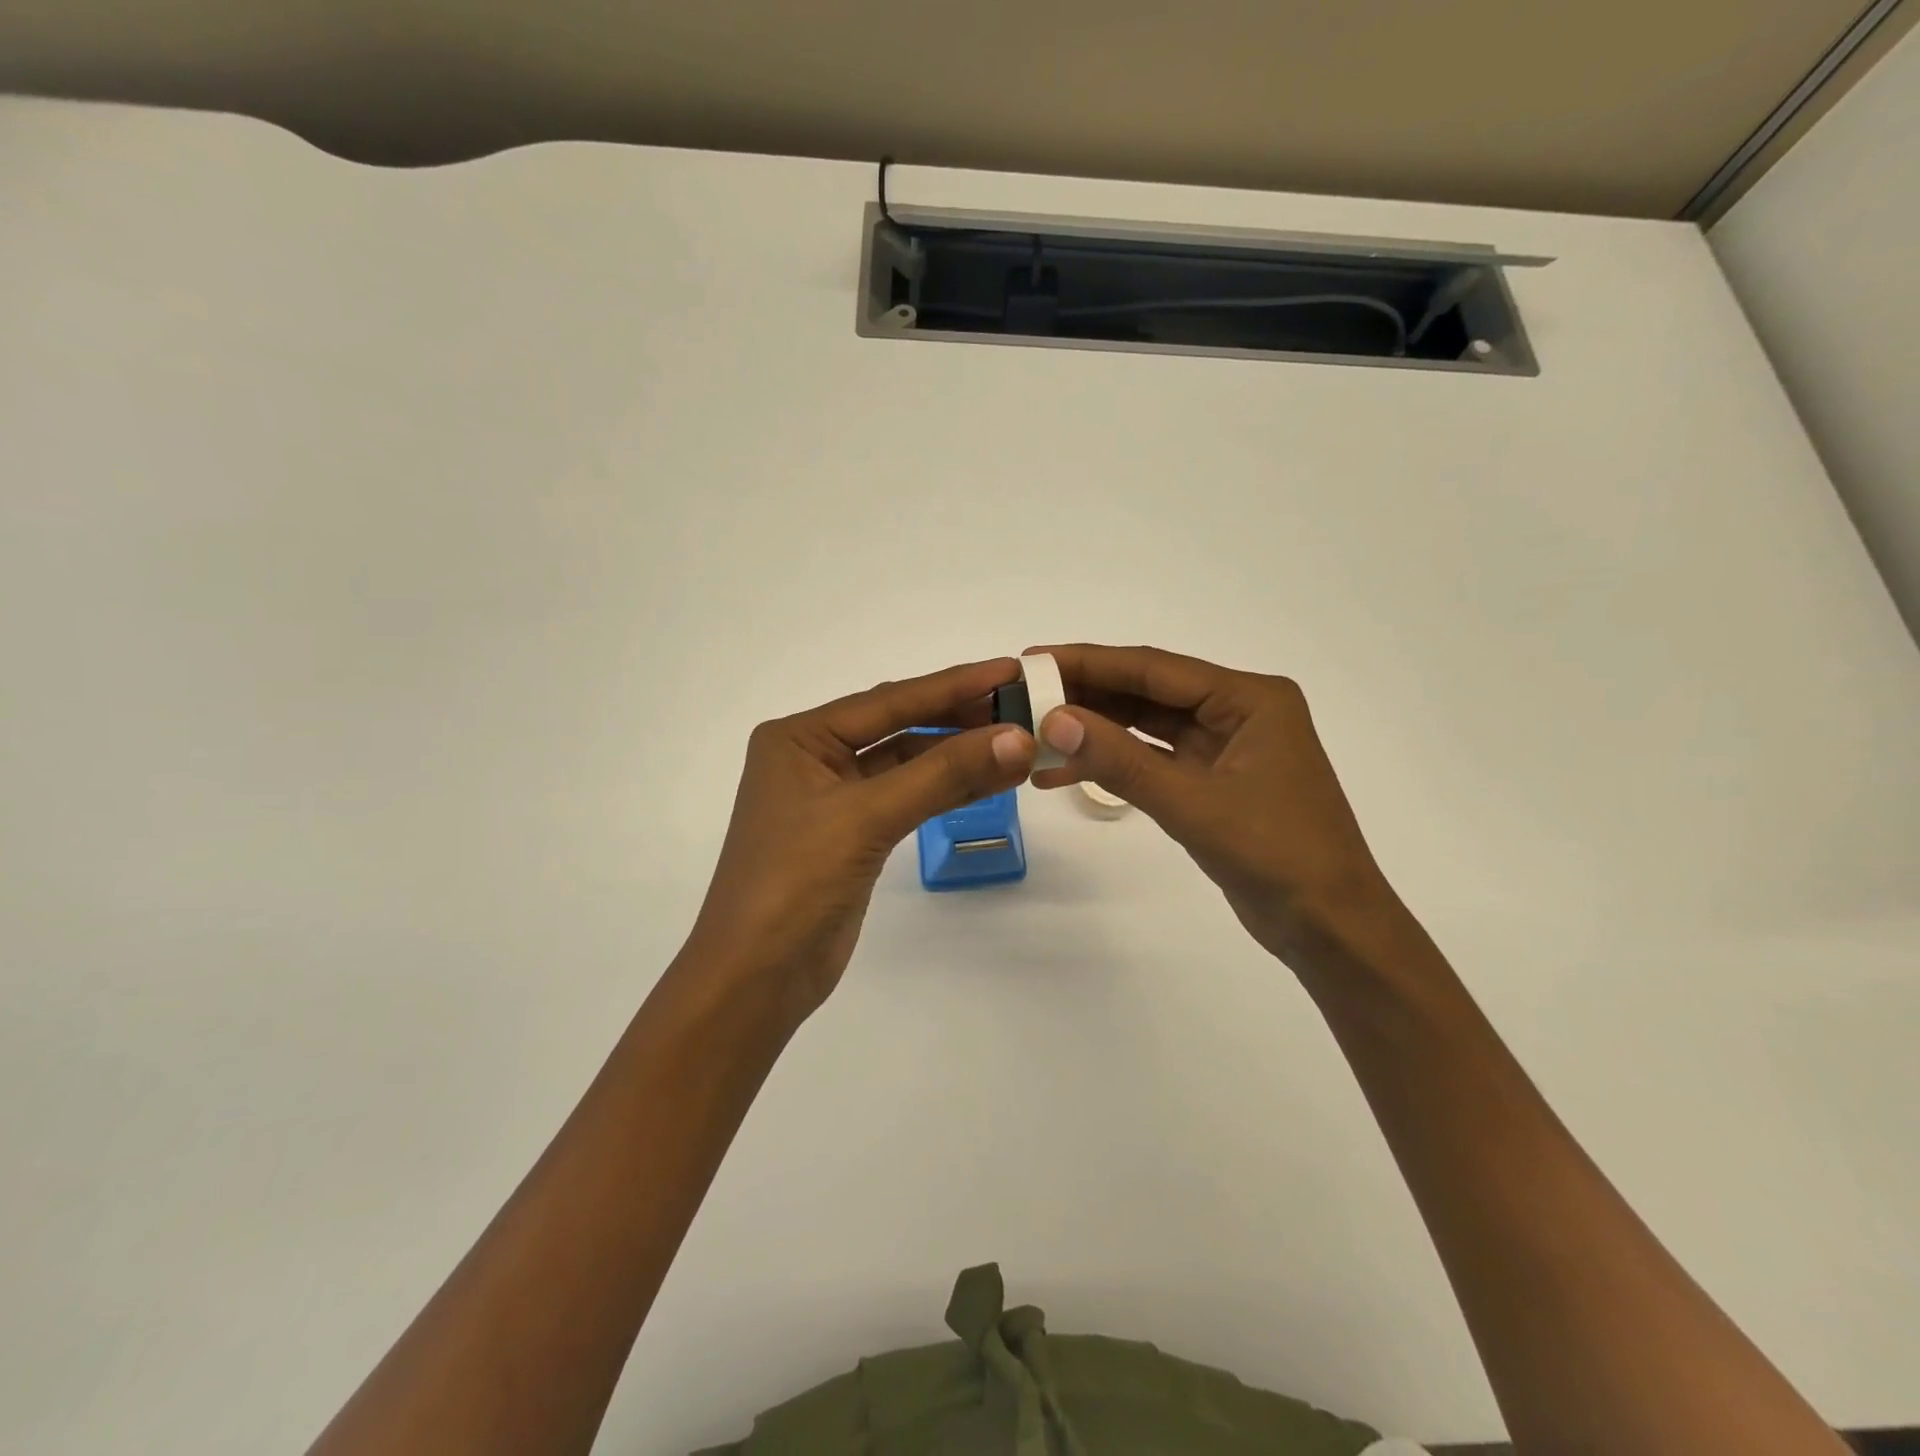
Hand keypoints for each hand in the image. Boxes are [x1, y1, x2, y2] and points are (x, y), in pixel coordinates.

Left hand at [681, 658, 1035, 1026]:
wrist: (757, 978)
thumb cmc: (794, 883)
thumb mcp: (867, 818)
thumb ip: (943, 775)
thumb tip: (1019, 739)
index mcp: (800, 737)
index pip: (889, 701)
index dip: (953, 684)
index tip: (1010, 669)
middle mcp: (815, 758)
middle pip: (899, 726)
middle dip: (959, 717)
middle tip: (1022, 706)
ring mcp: (835, 798)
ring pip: (908, 764)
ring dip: (959, 755)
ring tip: (1019, 742)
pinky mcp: (854, 835)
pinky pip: (909, 798)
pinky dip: (948, 790)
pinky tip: (990, 780)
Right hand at [1027, 644, 1401, 974]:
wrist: (1329, 928)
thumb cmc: (1277, 855)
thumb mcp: (1193, 804)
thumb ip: (1121, 760)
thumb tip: (1053, 720)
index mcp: (1249, 699)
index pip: (1153, 669)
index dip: (1089, 662)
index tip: (1033, 660)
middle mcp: (1236, 712)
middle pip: (1147, 693)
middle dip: (1085, 696)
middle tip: (1023, 698)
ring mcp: (1223, 748)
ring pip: (1144, 728)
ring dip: (1093, 733)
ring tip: (1033, 738)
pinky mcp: (1211, 782)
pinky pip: (1151, 761)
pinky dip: (1112, 765)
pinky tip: (1064, 773)